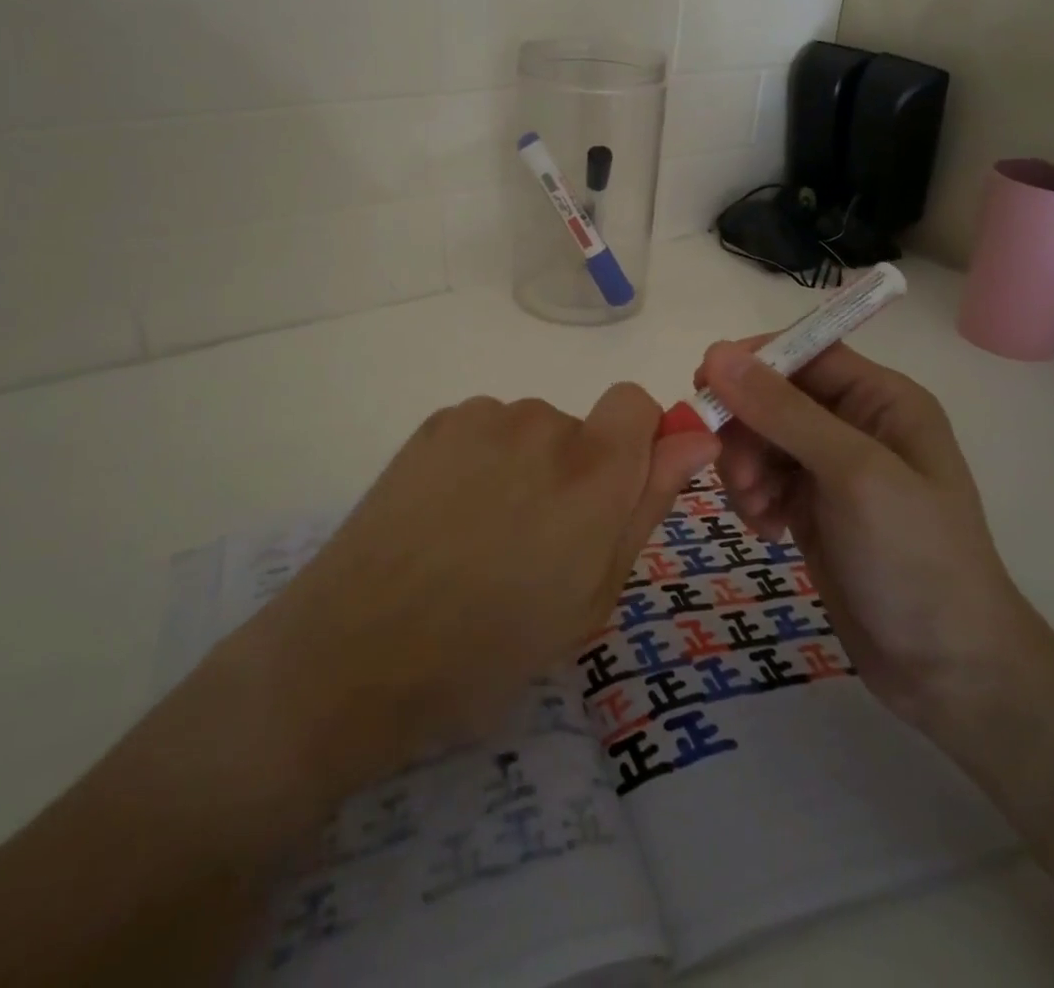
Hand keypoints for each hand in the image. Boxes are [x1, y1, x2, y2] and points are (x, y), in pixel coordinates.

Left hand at [232, 384, 717, 791]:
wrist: (357, 651)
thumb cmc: (490, 648)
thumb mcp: (592, 597)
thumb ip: (647, 506)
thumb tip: (696, 437)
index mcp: (592, 470)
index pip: (637, 403)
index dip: (636, 442)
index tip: (615, 495)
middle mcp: (541, 423)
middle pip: (581, 427)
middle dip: (576, 472)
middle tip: (535, 545)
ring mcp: (481, 418)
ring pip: (530, 431)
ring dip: (525, 468)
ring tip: (481, 537)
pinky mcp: (434, 422)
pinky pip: (485, 430)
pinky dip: (482, 461)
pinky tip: (447, 517)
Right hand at [696, 340, 1040, 722]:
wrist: (949, 672)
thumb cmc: (914, 559)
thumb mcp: (853, 475)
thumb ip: (784, 411)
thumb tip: (716, 353)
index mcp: (882, 399)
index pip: (804, 351)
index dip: (753, 362)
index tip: (705, 386)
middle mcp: (856, 424)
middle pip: (773, 396)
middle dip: (746, 429)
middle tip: (738, 475)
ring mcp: (833, 469)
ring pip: (760, 439)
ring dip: (745, 469)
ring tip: (759, 512)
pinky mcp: (813, 508)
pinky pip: (763, 479)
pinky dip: (754, 498)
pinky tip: (768, 532)